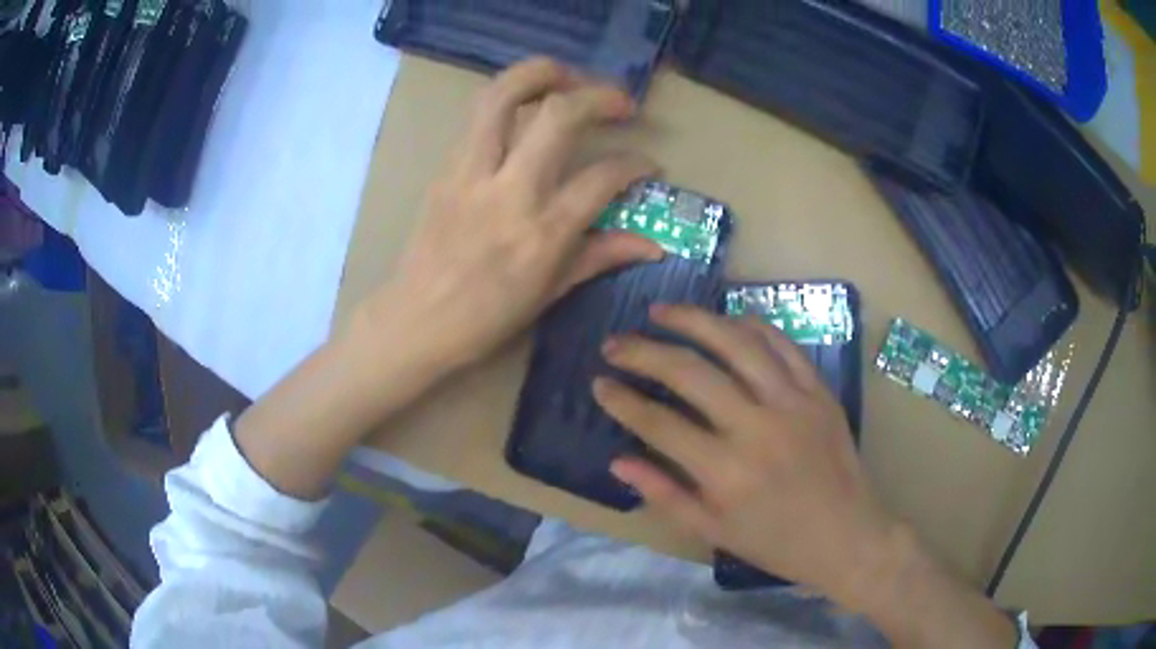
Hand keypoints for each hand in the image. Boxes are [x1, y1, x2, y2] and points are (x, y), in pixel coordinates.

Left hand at [360, 58, 662, 371]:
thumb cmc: (486, 318)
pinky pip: (477, 117)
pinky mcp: (446, 169)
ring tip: (568, 76)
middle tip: (619, 102)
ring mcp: (472, 174)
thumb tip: (653, 244)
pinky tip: (525, 109)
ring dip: (541, 72)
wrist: (415, 321)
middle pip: (558, 116)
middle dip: (598, 95)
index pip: (602, 178)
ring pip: (503, 96)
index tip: (647, 164)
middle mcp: (510, 192)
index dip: (635, 164)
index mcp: (542, 233)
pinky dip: (507, 99)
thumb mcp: (550, 293)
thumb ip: (601, 255)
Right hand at [592, 304, 898, 604]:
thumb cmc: (776, 542)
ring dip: (692, 320)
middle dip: (642, 352)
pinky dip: (749, 325)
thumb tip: (617, 459)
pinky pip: (781, 344)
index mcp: (725, 472)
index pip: (658, 422)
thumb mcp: (713, 530)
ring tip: (660, 311)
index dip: (621, 399)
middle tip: (615, 342)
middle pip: (689, 372)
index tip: (599, 383)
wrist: (848, 536)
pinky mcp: (818, 390)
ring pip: (735, 342)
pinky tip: (724, 320)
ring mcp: (793, 402)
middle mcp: (757, 427)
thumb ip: (663, 494)